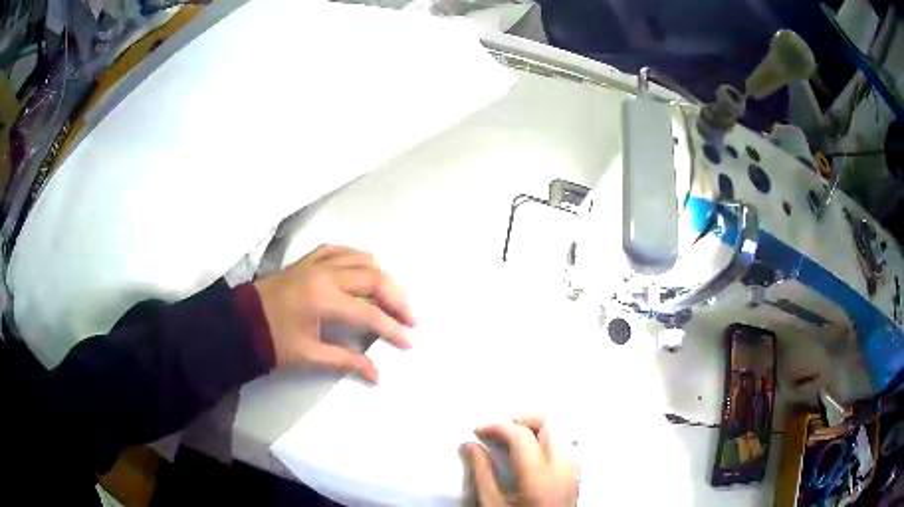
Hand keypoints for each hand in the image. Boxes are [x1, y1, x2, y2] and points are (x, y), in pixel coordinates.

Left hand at [253, 244, 414, 381]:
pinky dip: (360, 259)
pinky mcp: (309, 258)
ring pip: (362, 259)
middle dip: (397, 299)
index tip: (409, 343)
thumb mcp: (309, 355)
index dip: (392, 329)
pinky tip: (366, 272)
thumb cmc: (273, 341)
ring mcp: (317, 261)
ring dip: (383, 277)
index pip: (369, 314)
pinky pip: (343, 250)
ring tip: (393, 298)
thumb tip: (377, 376)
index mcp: (323, 300)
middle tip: (411, 318)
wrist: (241, 322)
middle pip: (374, 279)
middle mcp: (325, 274)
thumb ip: (346, 361)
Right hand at [461, 416, 578, 506]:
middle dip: (519, 421)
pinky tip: (527, 456)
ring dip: (533, 430)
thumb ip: (481, 473)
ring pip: (557, 432)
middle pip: (547, 424)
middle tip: (496, 433)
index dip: (497, 426)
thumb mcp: (492, 506)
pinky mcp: (575, 475)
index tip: (478, 431)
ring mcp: (573, 470)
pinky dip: (544, 441)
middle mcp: (563, 468)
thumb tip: (470, 445)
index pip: (521, 434)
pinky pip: (563, 445)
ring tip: (509, 444)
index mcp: (540, 476)